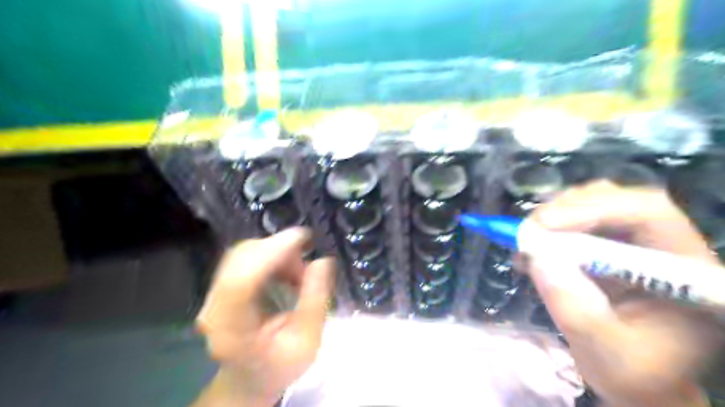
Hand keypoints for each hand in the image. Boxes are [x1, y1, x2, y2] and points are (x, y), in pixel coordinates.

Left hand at [196, 228, 337, 406]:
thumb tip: (323, 260)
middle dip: (279, 250)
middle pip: (240, 259)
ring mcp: (213, 296)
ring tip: (300, 272)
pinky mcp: (220, 288)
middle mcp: (213, 309)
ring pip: (242, 254)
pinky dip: (269, 257)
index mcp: (231, 330)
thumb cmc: (280, 365)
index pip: (242, 280)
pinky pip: (244, 258)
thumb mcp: (308, 340)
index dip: (271, 252)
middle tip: (308, 261)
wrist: (250, 379)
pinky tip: (286, 271)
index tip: (303, 238)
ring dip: (275, 253)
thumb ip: (315, 300)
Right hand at [525, 180, 720, 406]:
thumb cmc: (633, 373)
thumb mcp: (603, 350)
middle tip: (527, 231)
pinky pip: (577, 220)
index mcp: (685, 271)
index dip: (593, 210)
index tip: (544, 226)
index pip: (648, 214)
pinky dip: (549, 228)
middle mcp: (663, 245)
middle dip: (565, 210)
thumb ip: (572, 306)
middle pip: (616, 200)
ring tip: (526, 242)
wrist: (637, 379)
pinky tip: (531, 248)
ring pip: (593, 203)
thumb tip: (535, 256)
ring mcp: (634, 243)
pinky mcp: (608, 246)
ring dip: (554, 217)